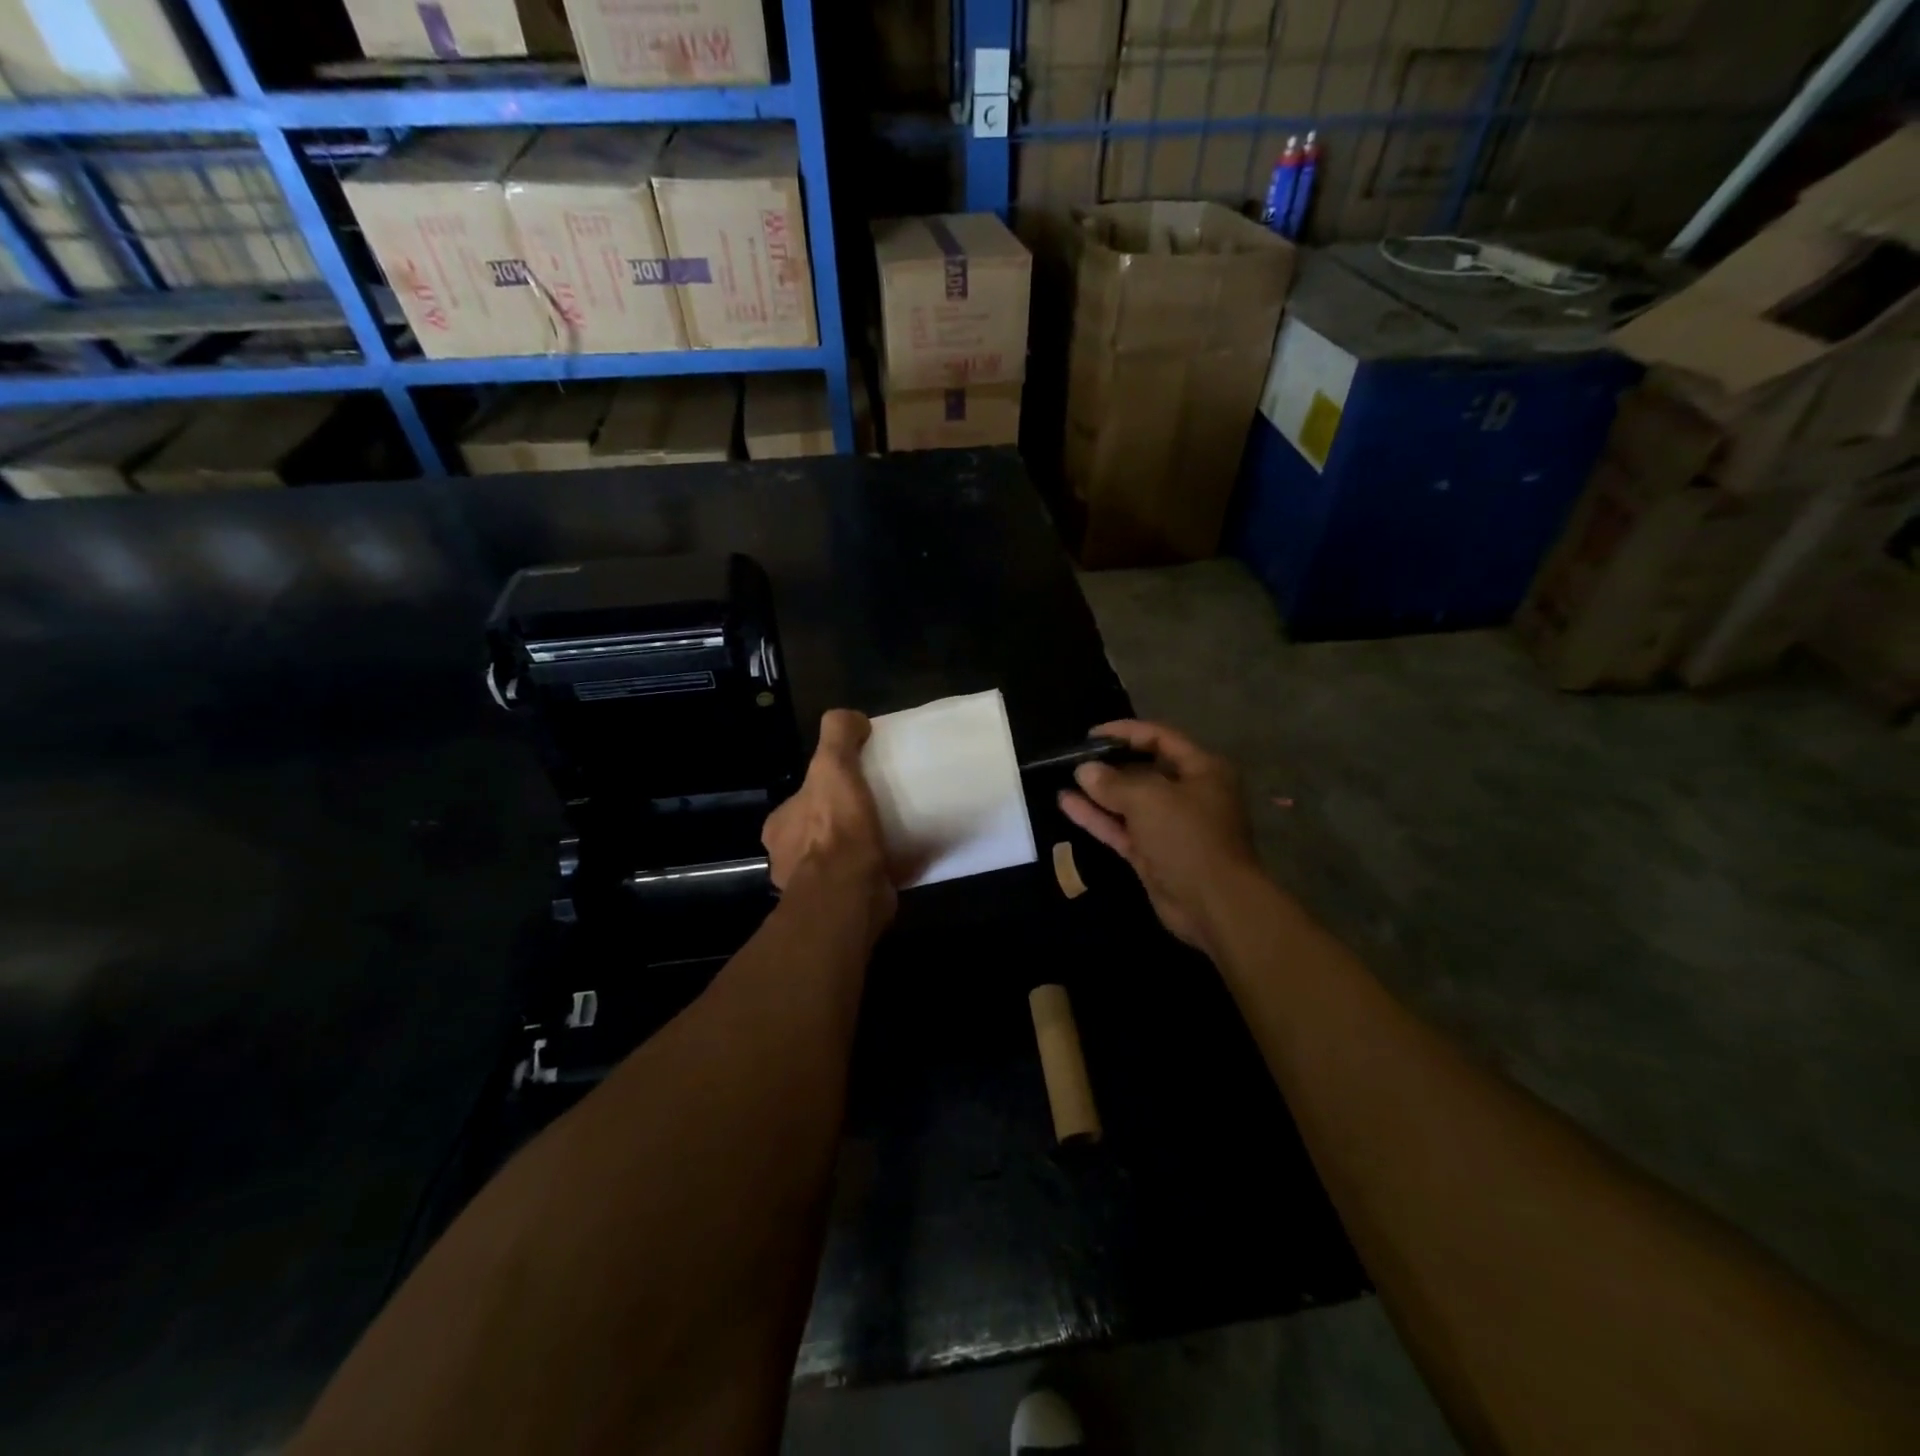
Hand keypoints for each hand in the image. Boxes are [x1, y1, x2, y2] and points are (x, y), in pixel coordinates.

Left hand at [763, 709, 895, 928]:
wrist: (847, 895)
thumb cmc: (835, 830)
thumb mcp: (832, 766)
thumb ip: (837, 735)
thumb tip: (852, 719)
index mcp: (779, 827)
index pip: (801, 800)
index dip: (823, 790)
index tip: (851, 785)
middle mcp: (787, 859)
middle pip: (817, 830)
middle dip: (840, 822)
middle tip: (875, 809)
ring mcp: (811, 889)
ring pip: (836, 860)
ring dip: (857, 850)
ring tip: (890, 836)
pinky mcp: (838, 909)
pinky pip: (857, 883)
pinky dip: (873, 873)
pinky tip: (897, 862)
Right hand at [1057, 720, 1258, 952]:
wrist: (1213, 904)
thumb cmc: (1188, 836)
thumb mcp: (1149, 798)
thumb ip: (1113, 782)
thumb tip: (1084, 770)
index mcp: (1202, 769)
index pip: (1161, 738)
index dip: (1126, 732)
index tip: (1091, 734)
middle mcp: (1188, 793)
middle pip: (1144, 769)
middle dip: (1109, 763)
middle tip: (1074, 757)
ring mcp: (1169, 826)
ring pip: (1129, 801)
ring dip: (1098, 791)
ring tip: (1063, 777)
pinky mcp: (1152, 853)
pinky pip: (1121, 828)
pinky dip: (1097, 817)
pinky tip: (1066, 803)